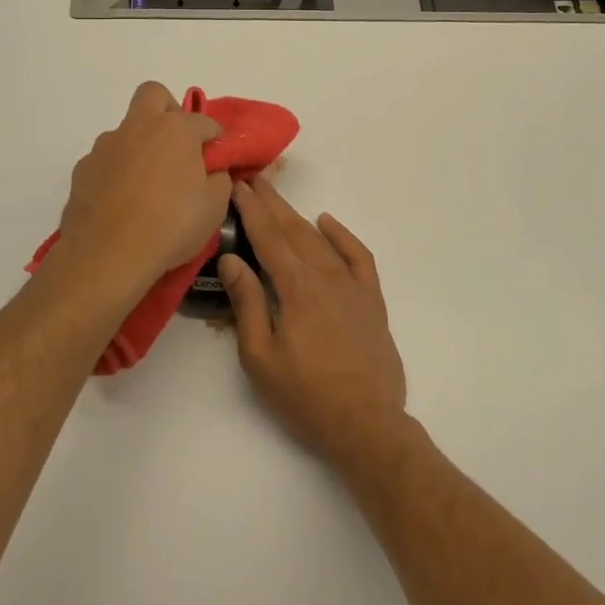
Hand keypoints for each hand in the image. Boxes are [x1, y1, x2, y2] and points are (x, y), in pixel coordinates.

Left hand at [55, 82, 230, 299]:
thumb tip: (213, 169)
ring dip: (140, 145)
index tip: (218, 159)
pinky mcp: (83, 169)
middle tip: (178, 146)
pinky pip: (106, 160)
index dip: (215, 139)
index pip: (204, 121)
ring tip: (148, 185)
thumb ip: (219, 179)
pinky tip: (122, 202)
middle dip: (169, 111)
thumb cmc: (171, 226)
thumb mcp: (214, 207)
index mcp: (176, 129)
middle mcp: (138, 127)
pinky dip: (117, 172)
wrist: (107, 255)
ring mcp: (106, 146)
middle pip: (154, 95)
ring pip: (126, 130)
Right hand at [219, 177, 409, 469]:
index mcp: (296, 288)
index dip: (251, 210)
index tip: (238, 186)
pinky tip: (327, 223)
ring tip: (278, 199)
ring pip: (321, 240)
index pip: (268, 237)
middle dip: (271, 203)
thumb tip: (232, 259)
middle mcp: (325, 276)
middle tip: (253, 180)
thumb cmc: (305, 396)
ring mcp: (352, 286)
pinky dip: (342, 235)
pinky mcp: (371, 300)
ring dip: (298, 216)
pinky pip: (358, 256)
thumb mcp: (260, 356)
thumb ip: (247, 303)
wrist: (366, 424)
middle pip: (294, 230)